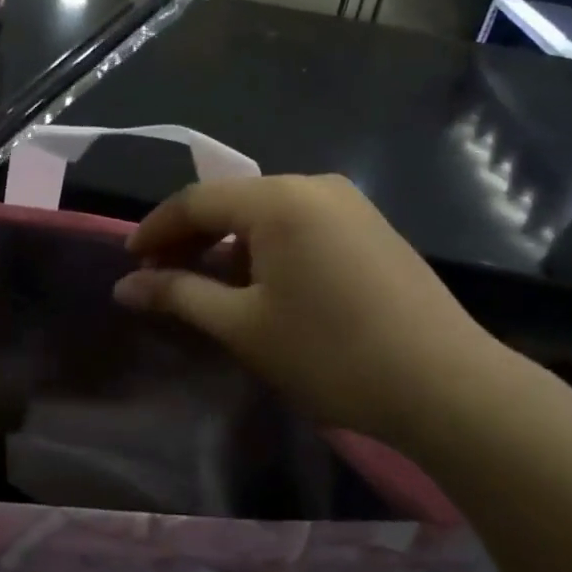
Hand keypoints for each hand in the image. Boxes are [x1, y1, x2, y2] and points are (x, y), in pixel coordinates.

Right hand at [114, 174, 510, 445]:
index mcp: (278, 199)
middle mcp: (314, 186)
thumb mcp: (243, 326)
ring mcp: (350, 204)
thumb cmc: (331, 353)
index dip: (156, 230)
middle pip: (233, 203)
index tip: (129, 261)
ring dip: (230, 245)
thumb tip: (124, 286)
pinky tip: (263, 286)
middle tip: (161, 277)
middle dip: (192, 238)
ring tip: (208, 286)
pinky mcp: (372, 228)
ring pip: (268, 215)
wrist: (447, 386)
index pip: (196, 201)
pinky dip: (268, 249)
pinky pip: (302, 226)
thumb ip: (178, 295)